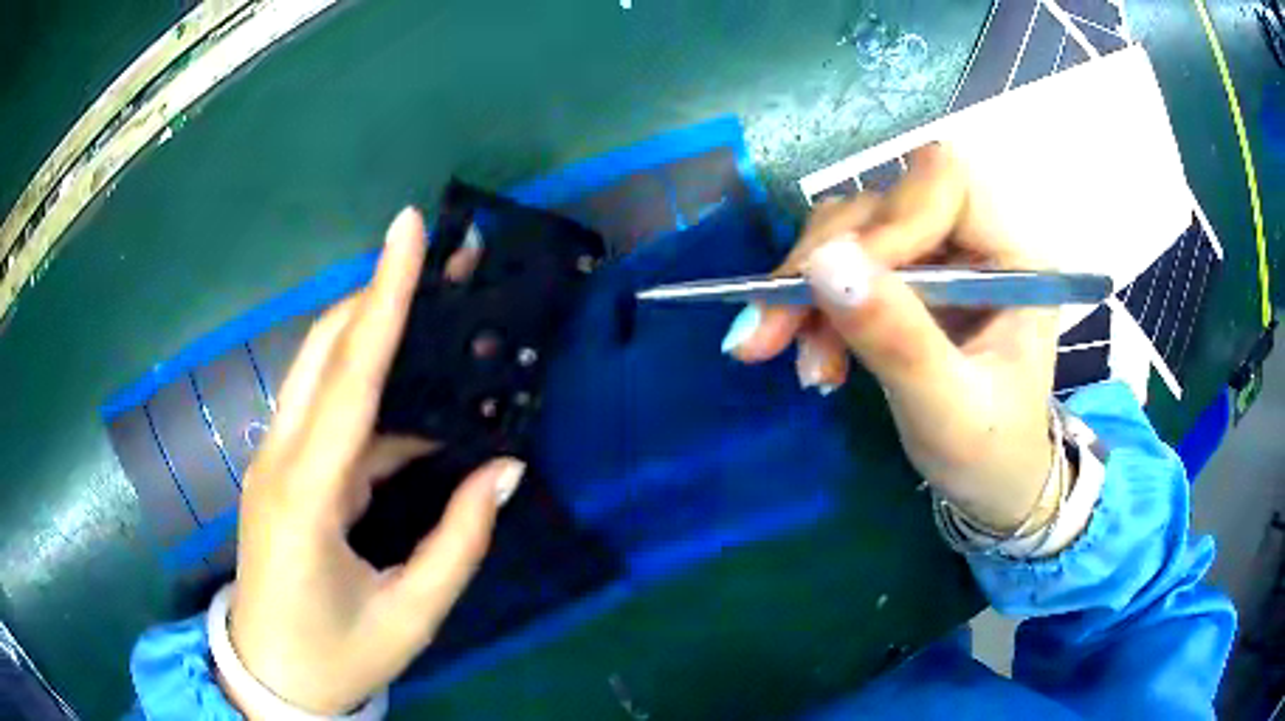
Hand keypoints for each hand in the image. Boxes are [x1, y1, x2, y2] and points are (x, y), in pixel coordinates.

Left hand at [225, 208, 525, 715]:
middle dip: (380, 294)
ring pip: (322, 373)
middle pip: (326, 351)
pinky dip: (372, 396)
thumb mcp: (411, 614)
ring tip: (437, 313)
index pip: (350, 377)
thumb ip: (459, 541)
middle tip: (440, 257)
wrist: (271, 675)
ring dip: (375, 335)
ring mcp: (275, 462)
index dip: (384, 297)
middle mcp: (281, 460)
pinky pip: (328, 415)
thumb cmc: (338, 655)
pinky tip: (416, 405)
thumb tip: (504, 469)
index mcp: (308, 496)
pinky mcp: (283, 472)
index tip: (407, 229)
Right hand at [724, 144, 1058, 531]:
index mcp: (1013, 256)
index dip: (885, 222)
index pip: (942, 186)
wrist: (991, 482)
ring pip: (852, 229)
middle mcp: (974, 237)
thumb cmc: (990, 454)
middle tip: (771, 331)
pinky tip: (813, 356)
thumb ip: (897, 340)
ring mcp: (938, 254)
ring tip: (799, 361)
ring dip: (808, 288)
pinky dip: (812, 305)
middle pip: (884, 201)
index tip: (833, 286)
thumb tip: (823, 265)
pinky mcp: (909, 276)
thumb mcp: (947, 412)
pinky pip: (843, 263)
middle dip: (822, 261)